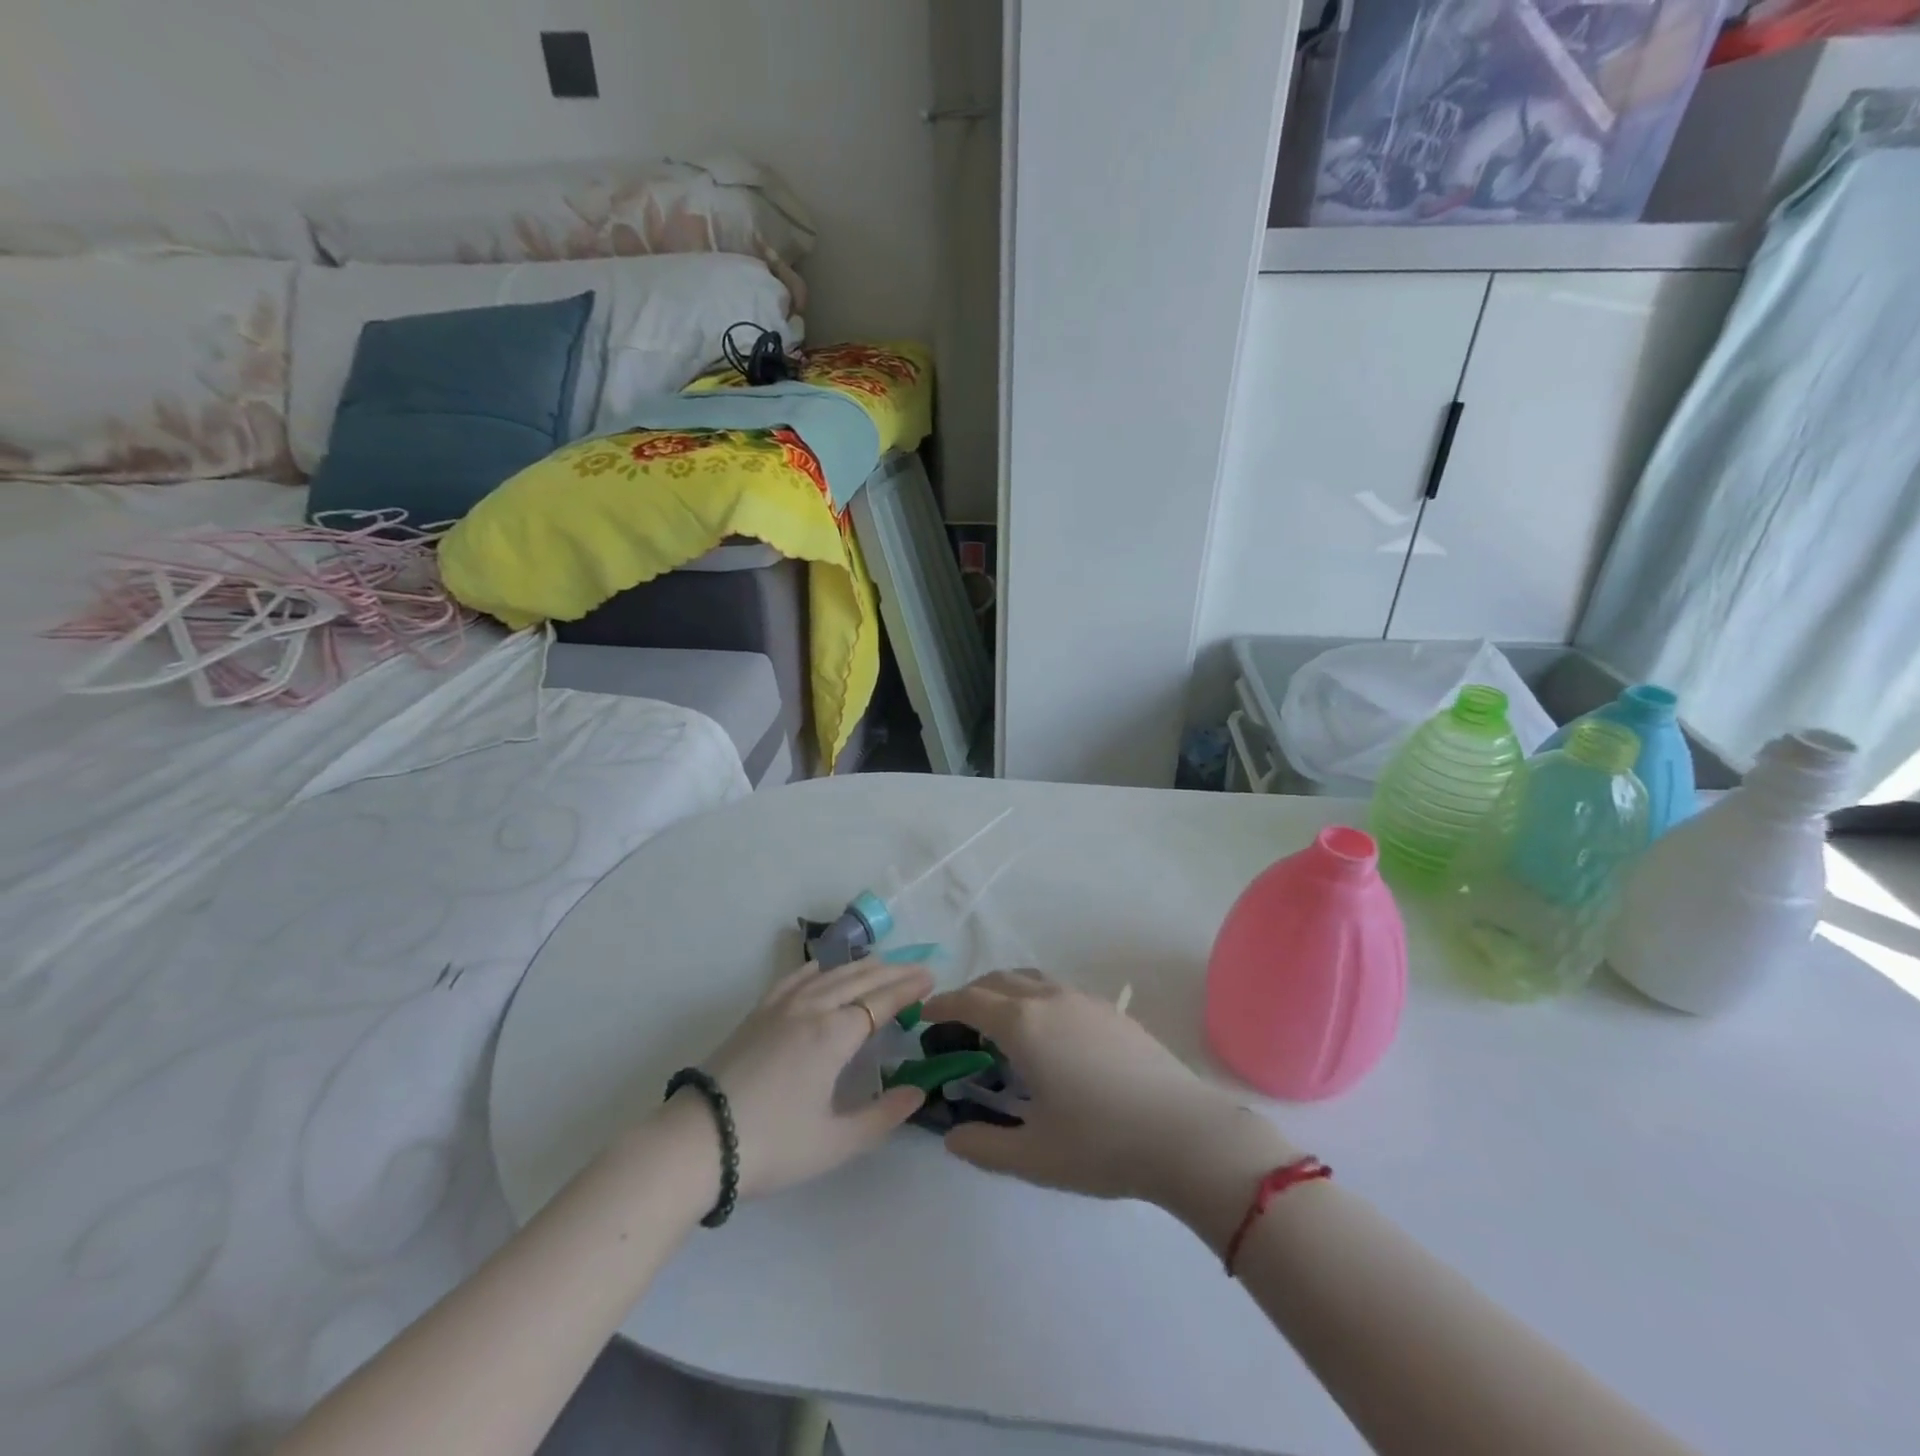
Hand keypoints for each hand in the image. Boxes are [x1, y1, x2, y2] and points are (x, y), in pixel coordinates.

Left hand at [686, 958, 933, 1199]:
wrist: (697, 1142)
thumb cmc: (772, 1145)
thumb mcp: (835, 1142)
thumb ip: (882, 1116)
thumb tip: (918, 1092)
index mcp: (835, 1035)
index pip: (882, 1001)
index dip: (908, 988)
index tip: (932, 977)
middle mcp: (812, 1009)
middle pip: (859, 980)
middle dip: (892, 972)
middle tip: (918, 967)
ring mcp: (781, 1008)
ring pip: (829, 975)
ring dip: (860, 967)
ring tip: (881, 964)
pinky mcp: (757, 1014)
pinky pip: (793, 980)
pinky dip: (815, 969)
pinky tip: (821, 967)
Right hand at [920, 971, 1292, 1208]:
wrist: (1184, 1132)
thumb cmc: (1101, 1144)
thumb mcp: (1033, 1156)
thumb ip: (984, 1146)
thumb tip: (953, 1137)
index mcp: (1023, 1025)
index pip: (971, 1002)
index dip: (943, 1005)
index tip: (926, 1014)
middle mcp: (1050, 1000)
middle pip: (999, 981)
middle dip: (972, 994)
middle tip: (957, 1020)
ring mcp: (1084, 1000)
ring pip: (1031, 979)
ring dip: (1005, 990)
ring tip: (999, 1019)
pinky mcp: (1112, 1011)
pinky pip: (1058, 990)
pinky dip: (1035, 997)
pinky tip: (1047, 1032)